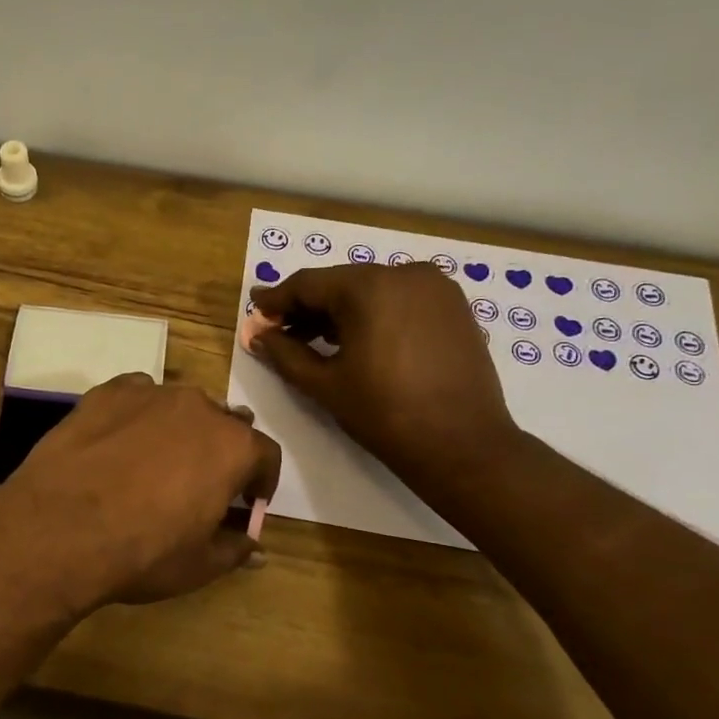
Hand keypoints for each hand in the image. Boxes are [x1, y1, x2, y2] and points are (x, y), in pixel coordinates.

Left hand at [0, 374, 280, 614]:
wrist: (58, 529)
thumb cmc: (142, 552)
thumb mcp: (199, 565)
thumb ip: (235, 549)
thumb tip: (255, 549)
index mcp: (232, 446)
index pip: (265, 454)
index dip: (261, 481)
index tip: (247, 502)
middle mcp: (197, 407)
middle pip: (223, 424)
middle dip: (220, 452)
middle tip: (200, 485)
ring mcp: (149, 393)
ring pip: (178, 407)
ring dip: (179, 430)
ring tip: (155, 463)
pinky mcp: (105, 393)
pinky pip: (135, 397)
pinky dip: (137, 416)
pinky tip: (118, 444)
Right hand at [248, 263, 520, 496]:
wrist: (462, 445)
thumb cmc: (384, 414)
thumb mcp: (324, 384)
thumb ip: (284, 353)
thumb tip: (257, 335)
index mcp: (369, 286)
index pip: (308, 284)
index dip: (277, 300)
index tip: (255, 312)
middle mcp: (404, 273)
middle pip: (341, 283)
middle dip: (308, 307)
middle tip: (281, 332)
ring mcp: (435, 287)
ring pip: (372, 290)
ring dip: (340, 311)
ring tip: (316, 342)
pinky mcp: (454, 306)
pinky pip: (400, 300)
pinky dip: (374, 314)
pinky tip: (358, 341)